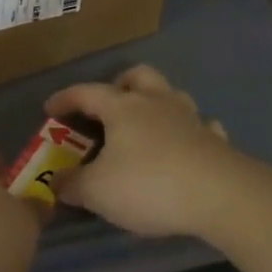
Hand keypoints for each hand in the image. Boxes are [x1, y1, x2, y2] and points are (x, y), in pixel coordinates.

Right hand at [45, 64, 271, 240]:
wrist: (221, 196)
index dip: (65, 98)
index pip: (86, 92)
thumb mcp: (97, 192)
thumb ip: (72, 184)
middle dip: (121, 84)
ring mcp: (191, 119)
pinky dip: (190, 132)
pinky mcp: (216, 141)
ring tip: (146, 127)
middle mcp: (157, 103)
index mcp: (122, 107)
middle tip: (109, 106)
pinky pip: (202, 126)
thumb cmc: (149, 185)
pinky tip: (185, 147)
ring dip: (157, 104)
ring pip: (172, 95)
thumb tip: (57, 181)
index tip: (50, 109)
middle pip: (138, 76)